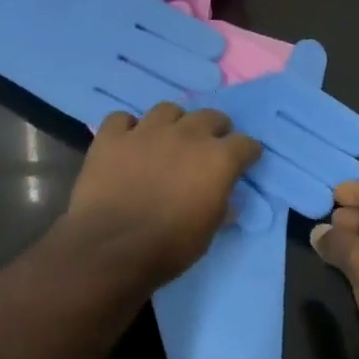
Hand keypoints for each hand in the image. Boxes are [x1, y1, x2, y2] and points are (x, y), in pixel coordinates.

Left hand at [66, 102, 261, 287]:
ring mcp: (147, 131)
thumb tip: (225, 199)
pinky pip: (122, 119)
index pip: (245, 143)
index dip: (247, 152)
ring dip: (173, 123)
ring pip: (167, 110)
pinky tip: (127, 143)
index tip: (245, 161)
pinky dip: (127, 129)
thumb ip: (220, 207)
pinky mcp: (113, 136)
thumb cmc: (169, 247)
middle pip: (210, 116)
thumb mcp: (208, 233)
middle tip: (208, 147)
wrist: (112, 248)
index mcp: (217, 159)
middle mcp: (186, 134)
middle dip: (214, 129)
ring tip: (167, 140)